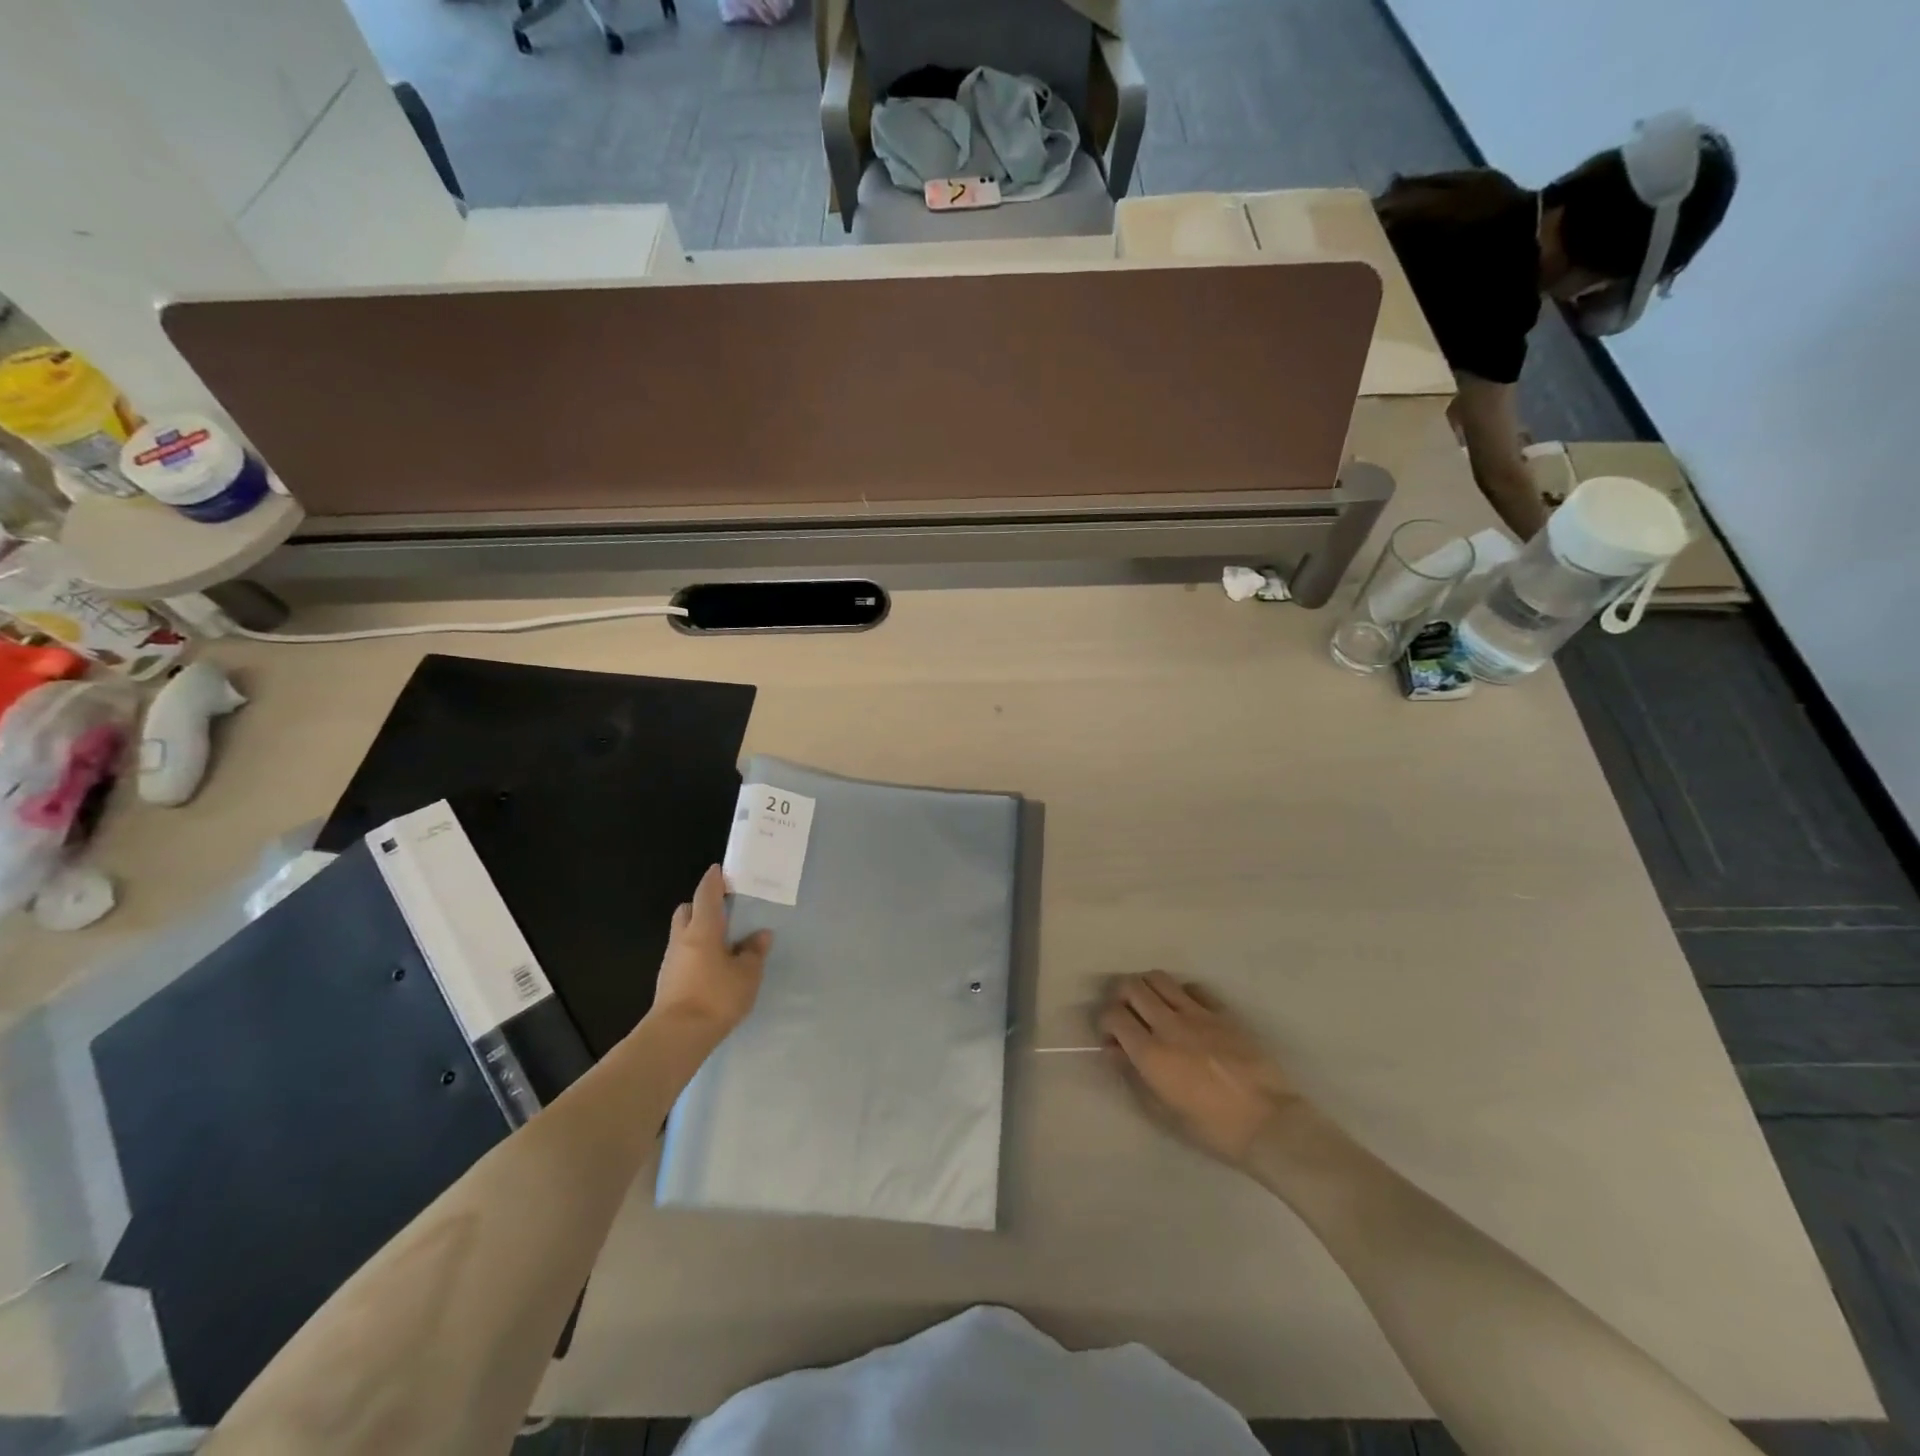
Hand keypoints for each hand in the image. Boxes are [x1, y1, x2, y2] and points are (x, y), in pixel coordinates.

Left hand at [649, 865, 771, 1045]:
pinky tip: (712, 967)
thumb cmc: (716, 997)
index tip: (720, 870)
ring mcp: (671, 961)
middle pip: (687, 910)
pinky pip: (683, 955)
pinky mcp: (668, 981)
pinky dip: (696, 953)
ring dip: (698, 931)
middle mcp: (682, 938)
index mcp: (703, 928)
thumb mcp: (747, 974)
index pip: (706, 894)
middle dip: (701, 905)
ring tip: (723, 942)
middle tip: (723, 910)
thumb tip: (760, 935)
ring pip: (683, 934)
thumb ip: (754, 952)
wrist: (677, 1036)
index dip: (713, 880)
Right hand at [1098, 971, 1305, 1167]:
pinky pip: (1193, 988)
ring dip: (1147, 987)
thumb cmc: (1212, 1128)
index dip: (1105, 1022)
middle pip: (1132, 986)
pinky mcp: (1222, 1013)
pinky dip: (1181, 993)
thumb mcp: (1163, 1111)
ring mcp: (1198, 1014)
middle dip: (1120, 995)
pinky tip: (1185, 1010)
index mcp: (1151, 1053)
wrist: (1269, 1124)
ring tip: (1151, 1005)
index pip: (1113, 1015)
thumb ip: (1134, 1076)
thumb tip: (1115, 1051)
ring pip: (1159, 979)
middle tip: (1126, 1013)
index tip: (1111, 1037)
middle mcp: (1169, 1025)